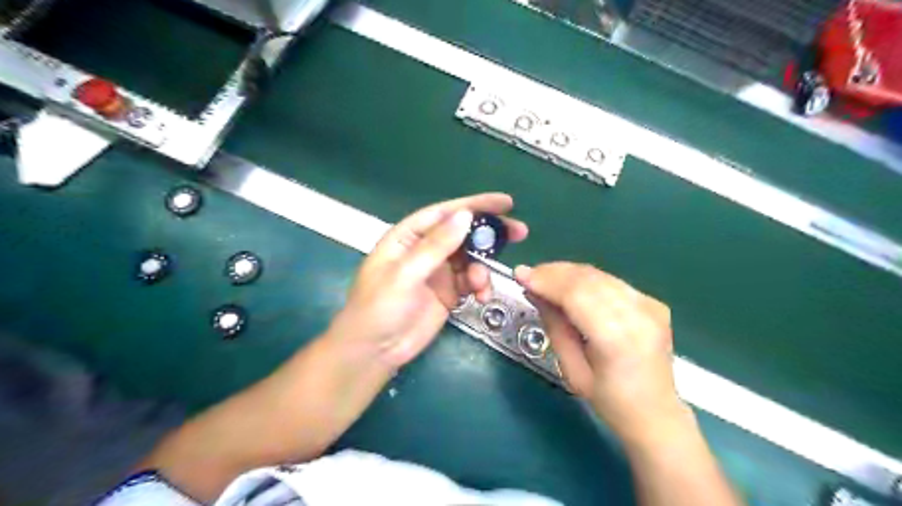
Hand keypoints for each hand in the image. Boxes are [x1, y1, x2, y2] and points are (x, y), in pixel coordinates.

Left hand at [331, 196, 530, 370]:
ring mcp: (438, 272)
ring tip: (481, 285)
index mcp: (408, 237)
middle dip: (489, 233)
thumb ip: (436, 246)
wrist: (374, 352)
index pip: (444, 213)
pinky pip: (471, 281)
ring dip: (482, 268)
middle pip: (462, 233)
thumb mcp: (406, 274)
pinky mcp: (448, 293)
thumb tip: (465, 215)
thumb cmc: (380, 308)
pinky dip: (480, 286)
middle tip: (520, 232)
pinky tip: (482, 297)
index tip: (505, 203)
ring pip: (470, 259)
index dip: (475, 205)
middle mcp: (425, 250)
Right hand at [511, 263, 679, 445]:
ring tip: (543, 277)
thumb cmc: (610, 401)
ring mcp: (649, 306)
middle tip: (528, 275)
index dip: (546, 281)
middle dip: (553, 273)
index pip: (577, 295)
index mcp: (617, 339)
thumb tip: (535, 293)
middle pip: (588, 279)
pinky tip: (569, 284)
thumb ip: (555, 326)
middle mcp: (638, 315)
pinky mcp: (652, 303)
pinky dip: (586, 279)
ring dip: (567, 273)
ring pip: (599, 275)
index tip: (521, 275)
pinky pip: (611, 281)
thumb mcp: (572, 370)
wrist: (656, 413)